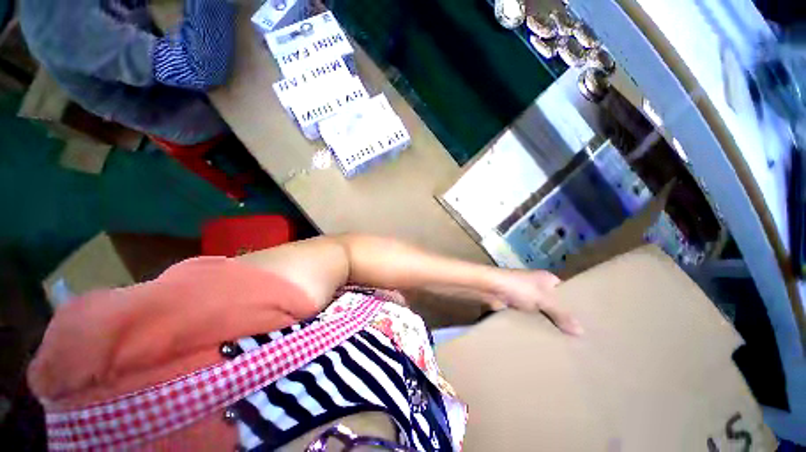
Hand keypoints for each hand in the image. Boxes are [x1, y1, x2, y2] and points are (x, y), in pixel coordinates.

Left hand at [492, 269, 582, 335]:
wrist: (488, 288)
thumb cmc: (517, 287)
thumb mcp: (543, 298)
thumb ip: (561, 314)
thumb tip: (582, 332)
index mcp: (546, 279)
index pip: (566, 292)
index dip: (576, 306)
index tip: (590, 324)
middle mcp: (536, 287)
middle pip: (553, 305)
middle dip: (561, 319)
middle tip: (579, 340)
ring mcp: (524, 297)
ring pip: (540, 313)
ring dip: (547, 325)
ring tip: (565, 345)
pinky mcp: (513, 307)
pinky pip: (528, 319)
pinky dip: (533, 328)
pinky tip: (544, 342)